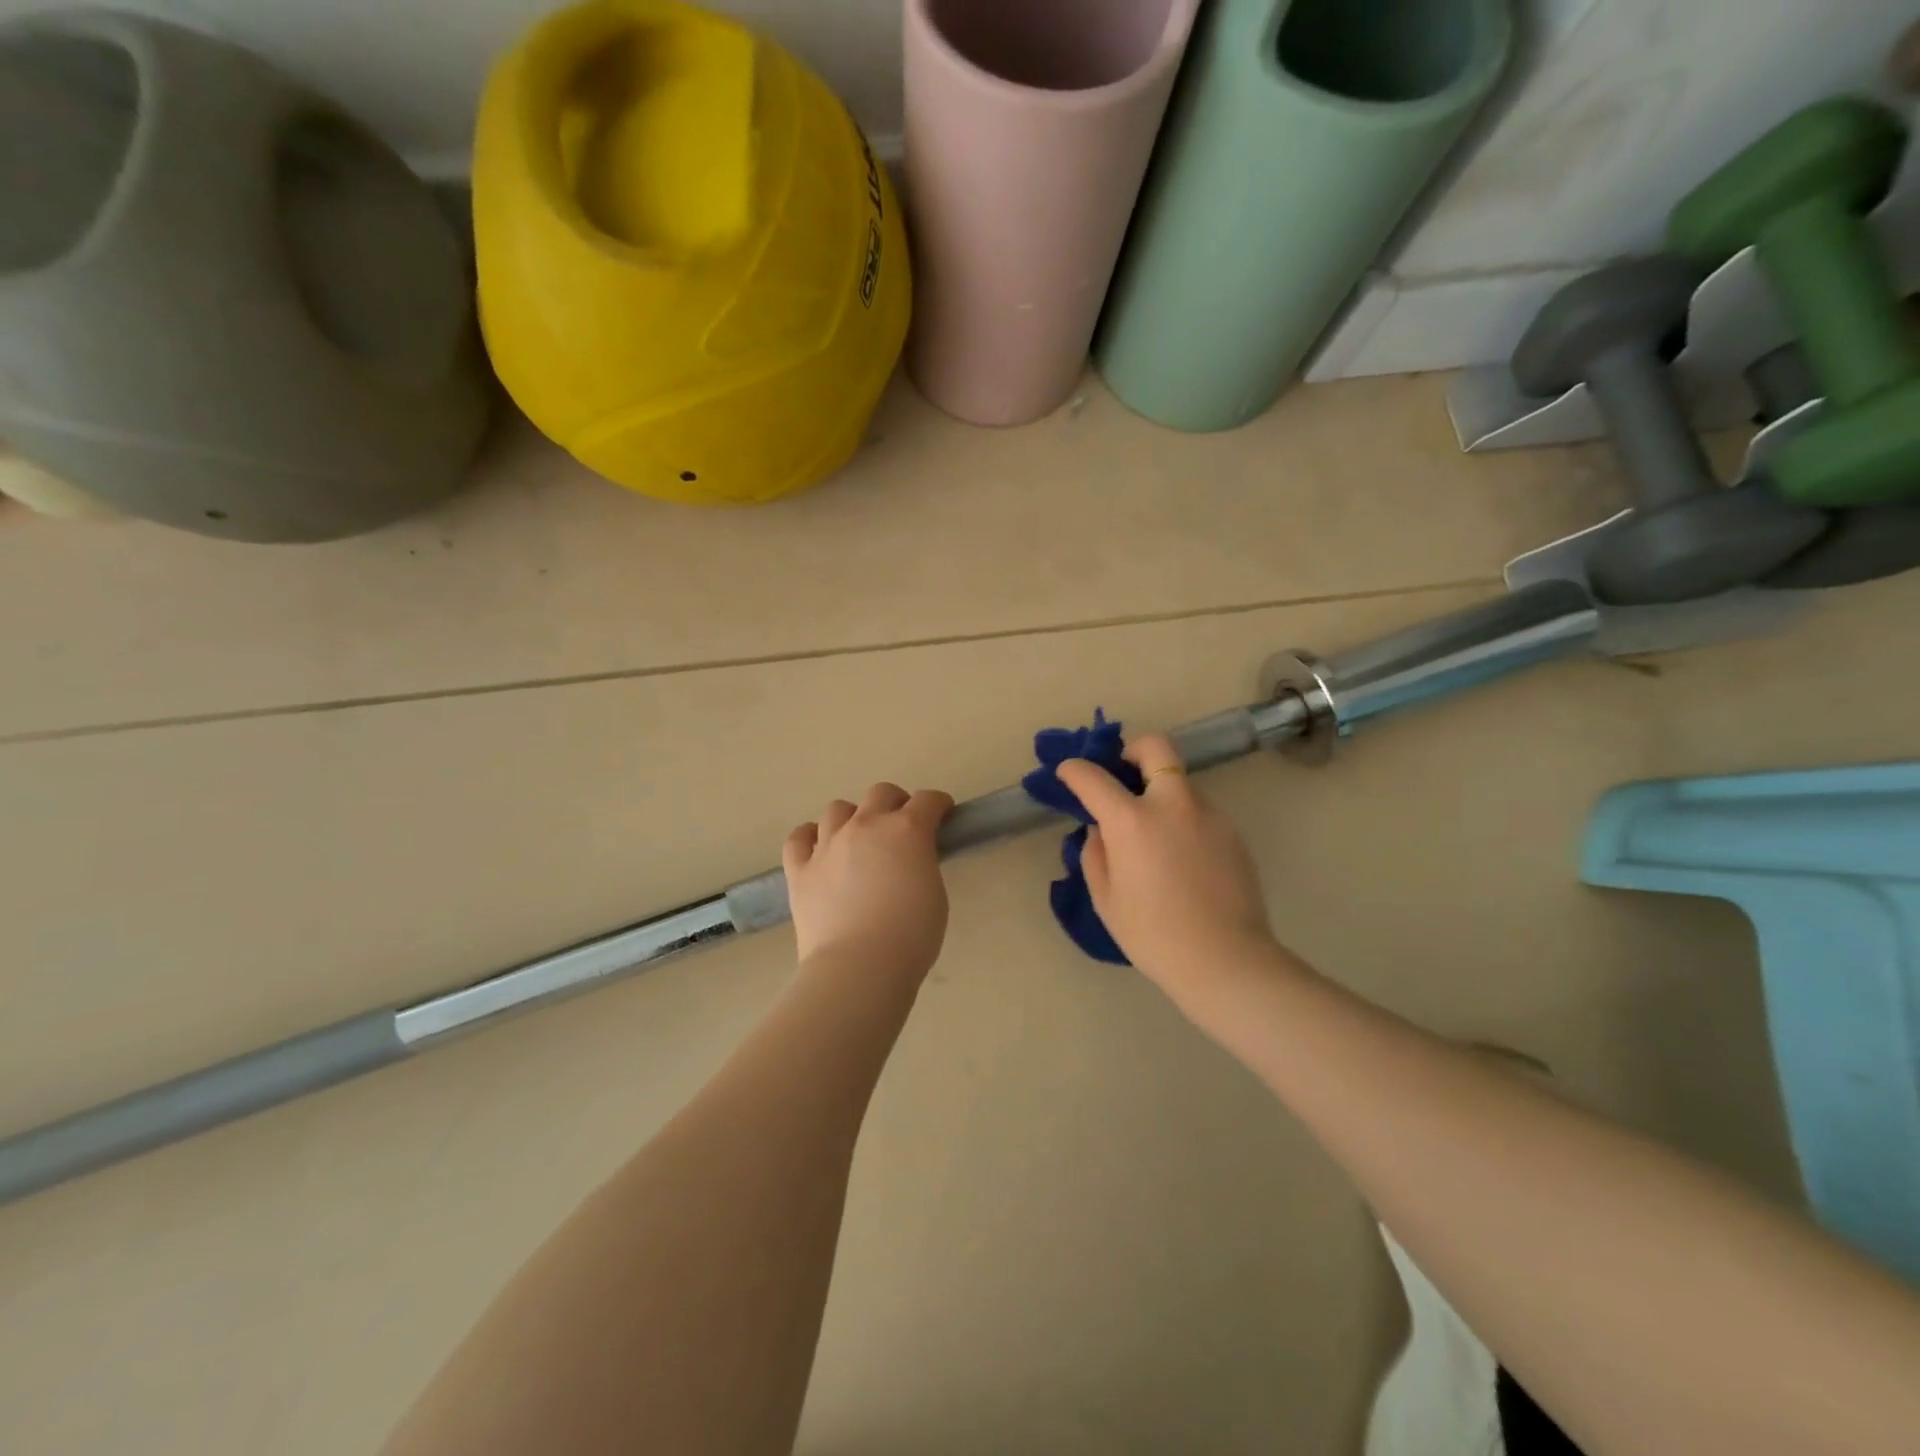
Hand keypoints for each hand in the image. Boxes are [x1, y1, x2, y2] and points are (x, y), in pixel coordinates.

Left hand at [783, 783, 954, 980]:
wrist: (859, 966)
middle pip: (881, 793)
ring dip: (853, 818)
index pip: (927, 800)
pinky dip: (810, 837)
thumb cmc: (911, 936)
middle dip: (896, 803)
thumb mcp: (934, 893)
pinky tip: (818, 848)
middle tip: (902, 827)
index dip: (938, 804)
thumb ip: (922, 865)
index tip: (942, 813)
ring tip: (858, 840)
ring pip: (838, 809)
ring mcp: (828, 844)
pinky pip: (799, 838)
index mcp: (906, 830)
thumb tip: (909, 861)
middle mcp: (866, 826)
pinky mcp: (800, 869)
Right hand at [1055, 736, 1282, 1007]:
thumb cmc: (1153, 936)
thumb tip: (1100, 831)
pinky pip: (1200, 811)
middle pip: (1155, 747)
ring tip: (1155, 836)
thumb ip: (1096, 855)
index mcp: (1132, 821)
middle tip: (1123, 775)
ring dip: (1161, 792)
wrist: (1226, 961)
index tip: (1068, 773)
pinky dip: (1183, 820)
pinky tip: (1182, 859)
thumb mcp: (1106, 900)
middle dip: (1133, 750)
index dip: (1074, 770)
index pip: (1093, 777)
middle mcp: (1172, 805)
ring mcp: (1209, 814)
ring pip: (1180, 783)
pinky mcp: (1234, 832)